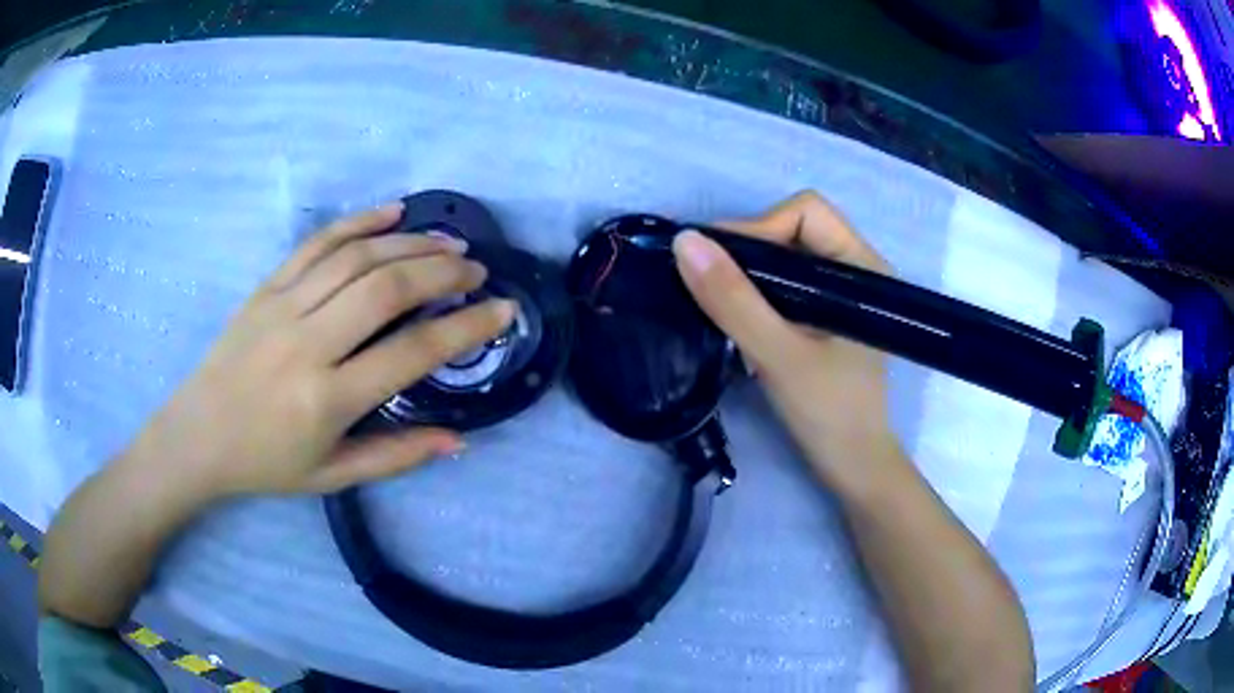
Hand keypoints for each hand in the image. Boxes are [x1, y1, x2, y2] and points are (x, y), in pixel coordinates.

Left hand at [123, 202, 515, 499]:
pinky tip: (393, 214)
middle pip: (385, 289)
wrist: (198, 436)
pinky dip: (358, 222)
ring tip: (448, 242)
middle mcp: (306, 345)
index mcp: (326, 400)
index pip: (410, 354)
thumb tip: (458, 439)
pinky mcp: (266, 287)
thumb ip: (396, 456)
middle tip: (475, 269)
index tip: (502, 312)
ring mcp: (282, 307)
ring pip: (356, 258)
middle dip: (441, 272)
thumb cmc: (266, 463)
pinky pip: (317, 243)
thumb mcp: (333, 476)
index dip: (464, 329)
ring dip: (410, 243)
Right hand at [672, 191, 897, 489]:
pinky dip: (757, 296)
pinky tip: (739, 321)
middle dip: (747, 252)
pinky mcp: (826, 316)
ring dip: (748, 276)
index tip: (716, 265)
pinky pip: (785, 285)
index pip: (804, 212)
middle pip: (792, 229)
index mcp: (862, 265)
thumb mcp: (778, 355)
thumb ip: (733, 300)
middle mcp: (855, 268)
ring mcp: (841, 293)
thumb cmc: (830, 413)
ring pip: (784, 258)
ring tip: (719, 305)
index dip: (758, 228)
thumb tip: (684, 242)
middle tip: (709, 286)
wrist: (854, 468)